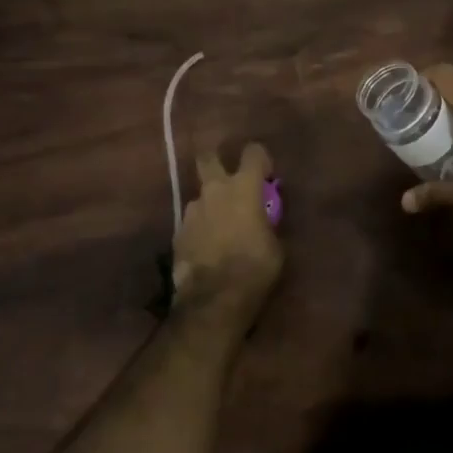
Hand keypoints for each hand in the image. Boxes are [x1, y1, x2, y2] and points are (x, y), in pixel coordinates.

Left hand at [173, 142, 282, 328]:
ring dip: (210, 206)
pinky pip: (192, 222)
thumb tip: (264, 219)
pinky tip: (207, 249)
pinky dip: (200, 230)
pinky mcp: (177, 233)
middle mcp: (215, 190)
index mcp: (244, 187)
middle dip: (216, 161)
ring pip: (200, 197)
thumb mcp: (275, 244)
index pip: (253, 152)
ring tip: (220, 229)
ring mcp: (192, 211)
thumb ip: (268, 222)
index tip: (266, 176)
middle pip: (208, 158)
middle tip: (228, 180)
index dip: (260, 159)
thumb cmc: (255, 268)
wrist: (214, 300)